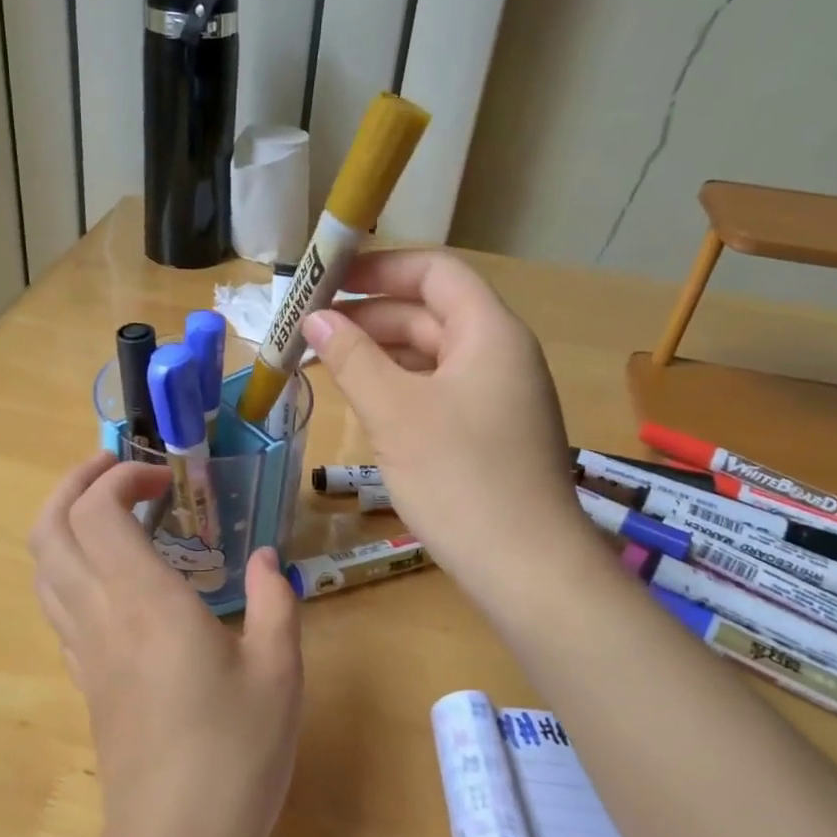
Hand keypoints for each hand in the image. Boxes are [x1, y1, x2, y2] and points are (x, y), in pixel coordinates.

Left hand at [30, 453, 303, 836]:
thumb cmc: (235, 755)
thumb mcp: (279, 671)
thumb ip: (274, 601)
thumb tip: (267, 559)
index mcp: (146, 602)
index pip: (98, 511)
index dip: (121, 479)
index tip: (165, 482)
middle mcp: (101, 614)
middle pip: (49, 528)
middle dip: (75, 483)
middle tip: (117, 470)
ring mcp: (83, 649)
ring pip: (42, 565)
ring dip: (64, 521)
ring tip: (109, 510)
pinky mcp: (83, 679)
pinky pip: (56, 603)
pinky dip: (70, 565)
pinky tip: (112, 574)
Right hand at [302, 250, 590, 591]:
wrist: (527, 569)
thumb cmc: (461, 478)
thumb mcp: (396, 412)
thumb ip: (352, 358)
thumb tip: (315, 318)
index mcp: (489, 332)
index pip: (434, 273)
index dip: (380, 268)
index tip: (328, 280)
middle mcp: (499, 354)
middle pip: (429, 312)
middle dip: (368, 315)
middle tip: (309, 328)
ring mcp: (496, 396)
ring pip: (430, 354)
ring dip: (378, 352)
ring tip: (323, 361)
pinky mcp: (487, 432)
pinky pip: (436, 389)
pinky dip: (396, 385)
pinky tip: (361, 399)